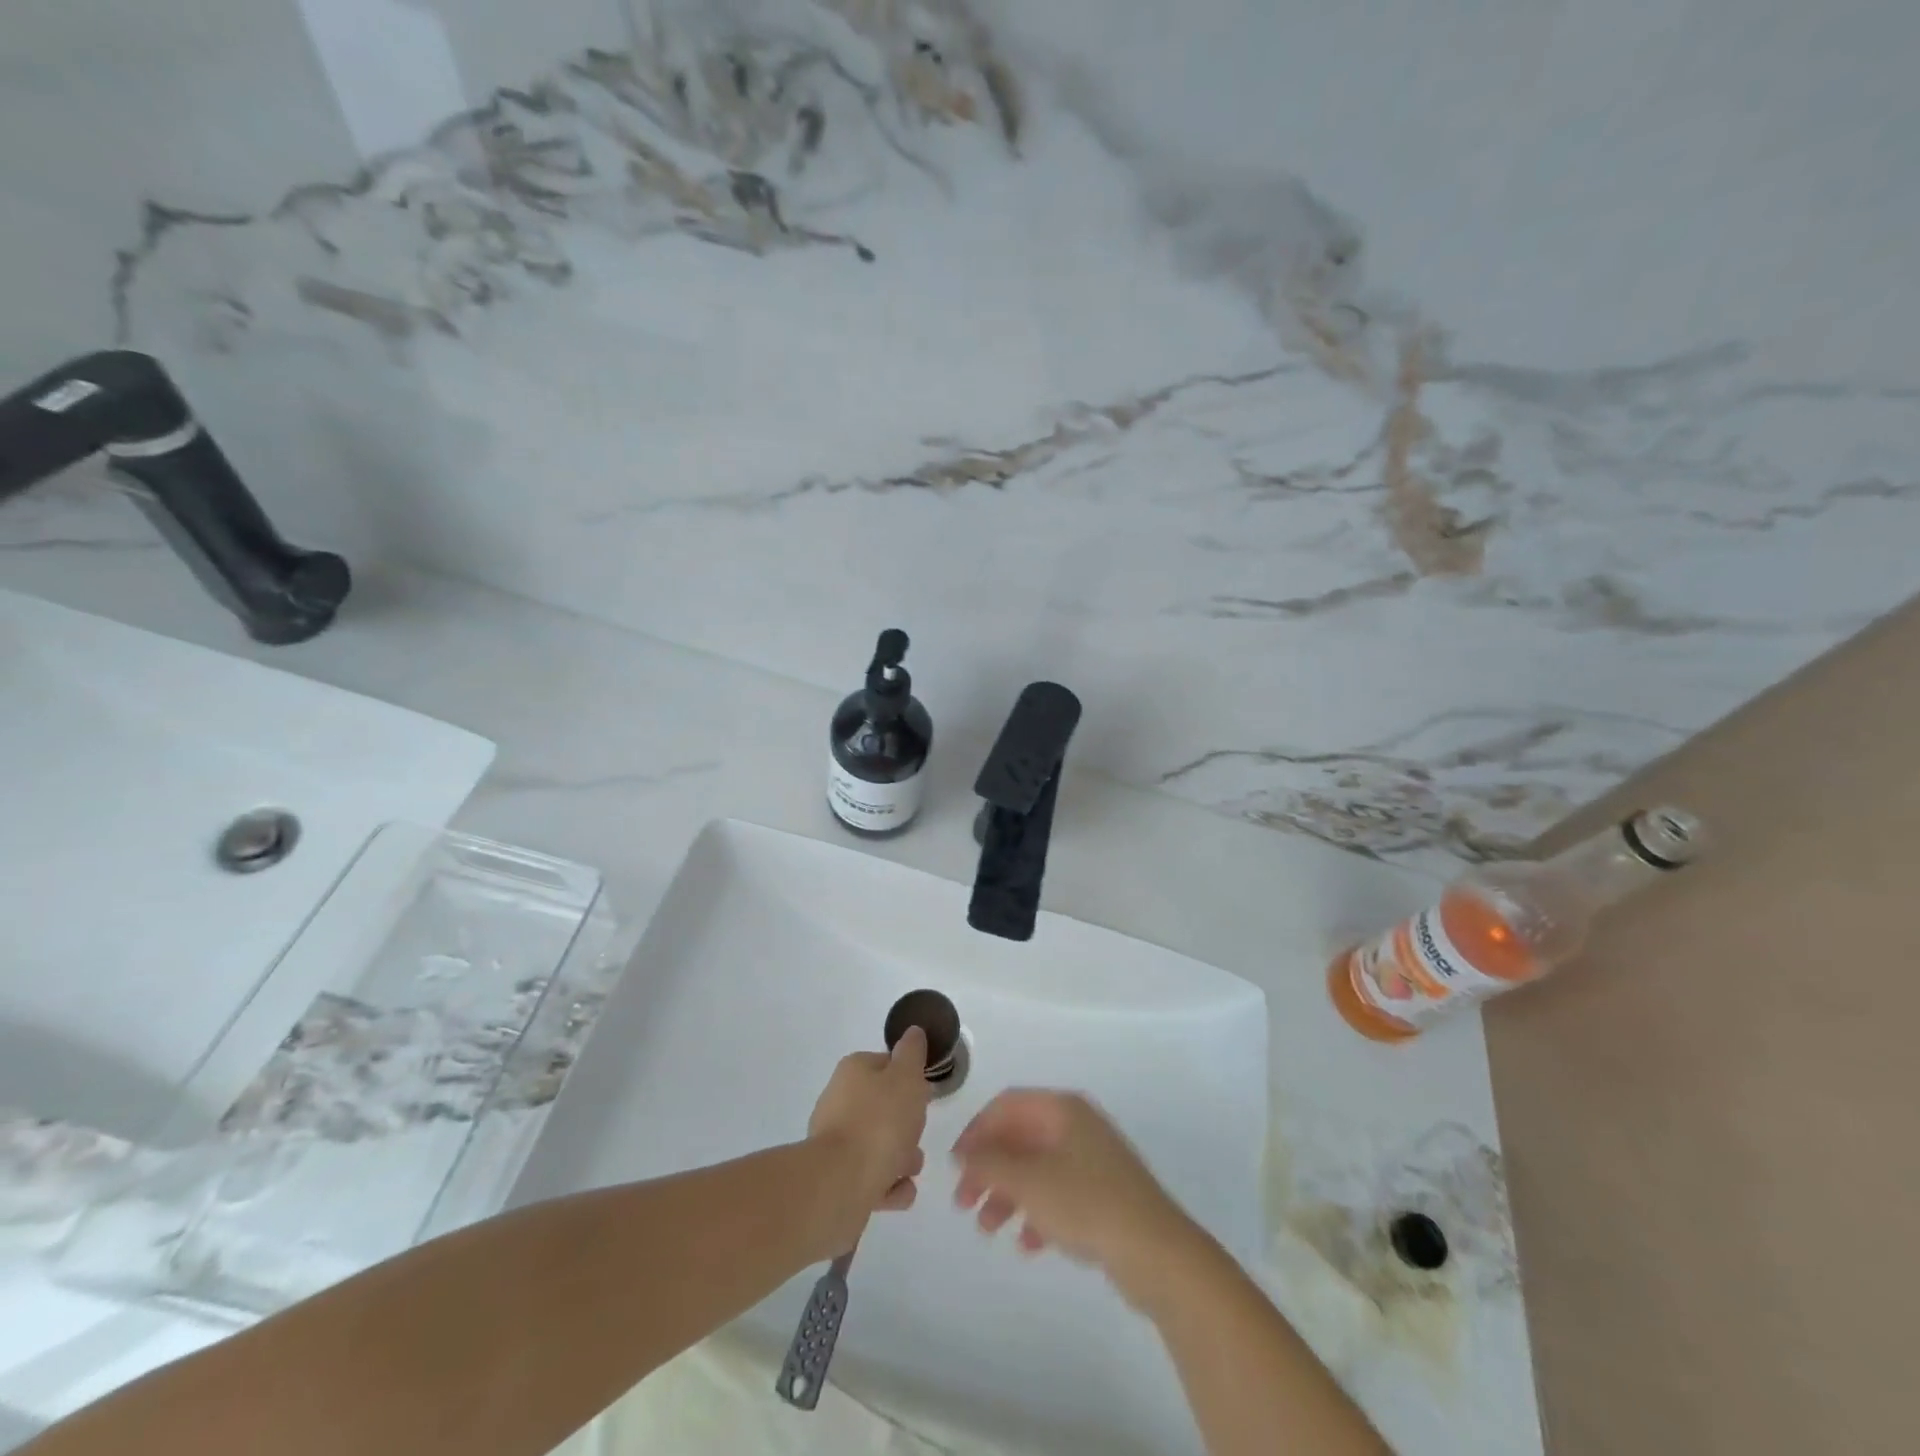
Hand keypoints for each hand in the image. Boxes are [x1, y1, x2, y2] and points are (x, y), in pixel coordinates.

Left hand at [808, 1027, 932, 1237]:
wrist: (841, 1183)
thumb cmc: (880, 1122)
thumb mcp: (906, 1077)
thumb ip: (912, 1053)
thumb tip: (913, 1032)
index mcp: (853, 1071)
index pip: (886, 1065)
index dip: (909, 1078)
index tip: (924, 1095)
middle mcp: (839, 1101)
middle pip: (883, 1107)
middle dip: (907, 1124)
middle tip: (919, 1136)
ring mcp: (835, 1141)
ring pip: (878, 1143)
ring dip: (901, 1157)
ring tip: (910, 1170)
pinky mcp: (836, 1177)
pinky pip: (871, 1176)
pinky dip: (888, 1184)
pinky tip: (900, 1191)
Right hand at [952, 1090, 1196, 1297]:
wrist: (1157, 1251)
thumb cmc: (1086, 1203)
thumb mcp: (1028, 1181)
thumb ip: (990, 1162)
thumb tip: (965, 1150)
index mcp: (1062, 1108)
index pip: (1007, 1105)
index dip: (976, 1131)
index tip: (955, 1166)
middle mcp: (1078, 1125)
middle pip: (1021, 1137)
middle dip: (989, 1168)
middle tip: (964, 1204)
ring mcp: (1095, 1159)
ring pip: (1038, 1168)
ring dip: (1009, 1195)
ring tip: (989, 1229)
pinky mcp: (1106, 1194)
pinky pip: (1061, 1194)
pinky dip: (1039, 1213)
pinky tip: (1029, 1245)